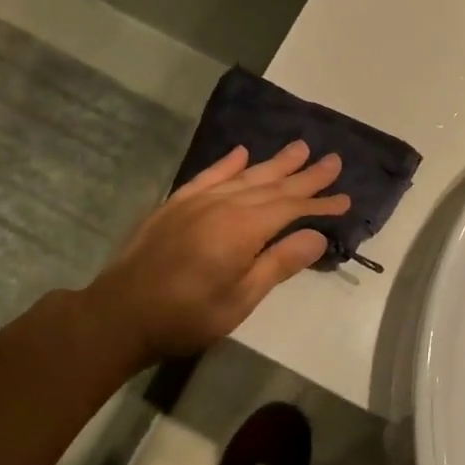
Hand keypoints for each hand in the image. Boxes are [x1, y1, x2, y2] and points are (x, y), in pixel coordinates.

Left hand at [82, 141, 350, 365]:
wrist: (119, 315)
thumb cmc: (186, 316)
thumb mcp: (240, 299)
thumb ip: (278, 263)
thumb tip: (317, 236)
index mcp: (242, 229)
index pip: (291, 207)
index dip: (319, 202)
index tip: (345, 197)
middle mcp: (222, 205)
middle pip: (271, 185)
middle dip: (304, 174)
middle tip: (333, 160)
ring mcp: (196, 201)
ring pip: (244, 175)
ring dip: (274, 163)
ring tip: (299, 148)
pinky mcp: (175, 204)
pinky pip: (208, 176)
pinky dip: (228, 164)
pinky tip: (241, 153)